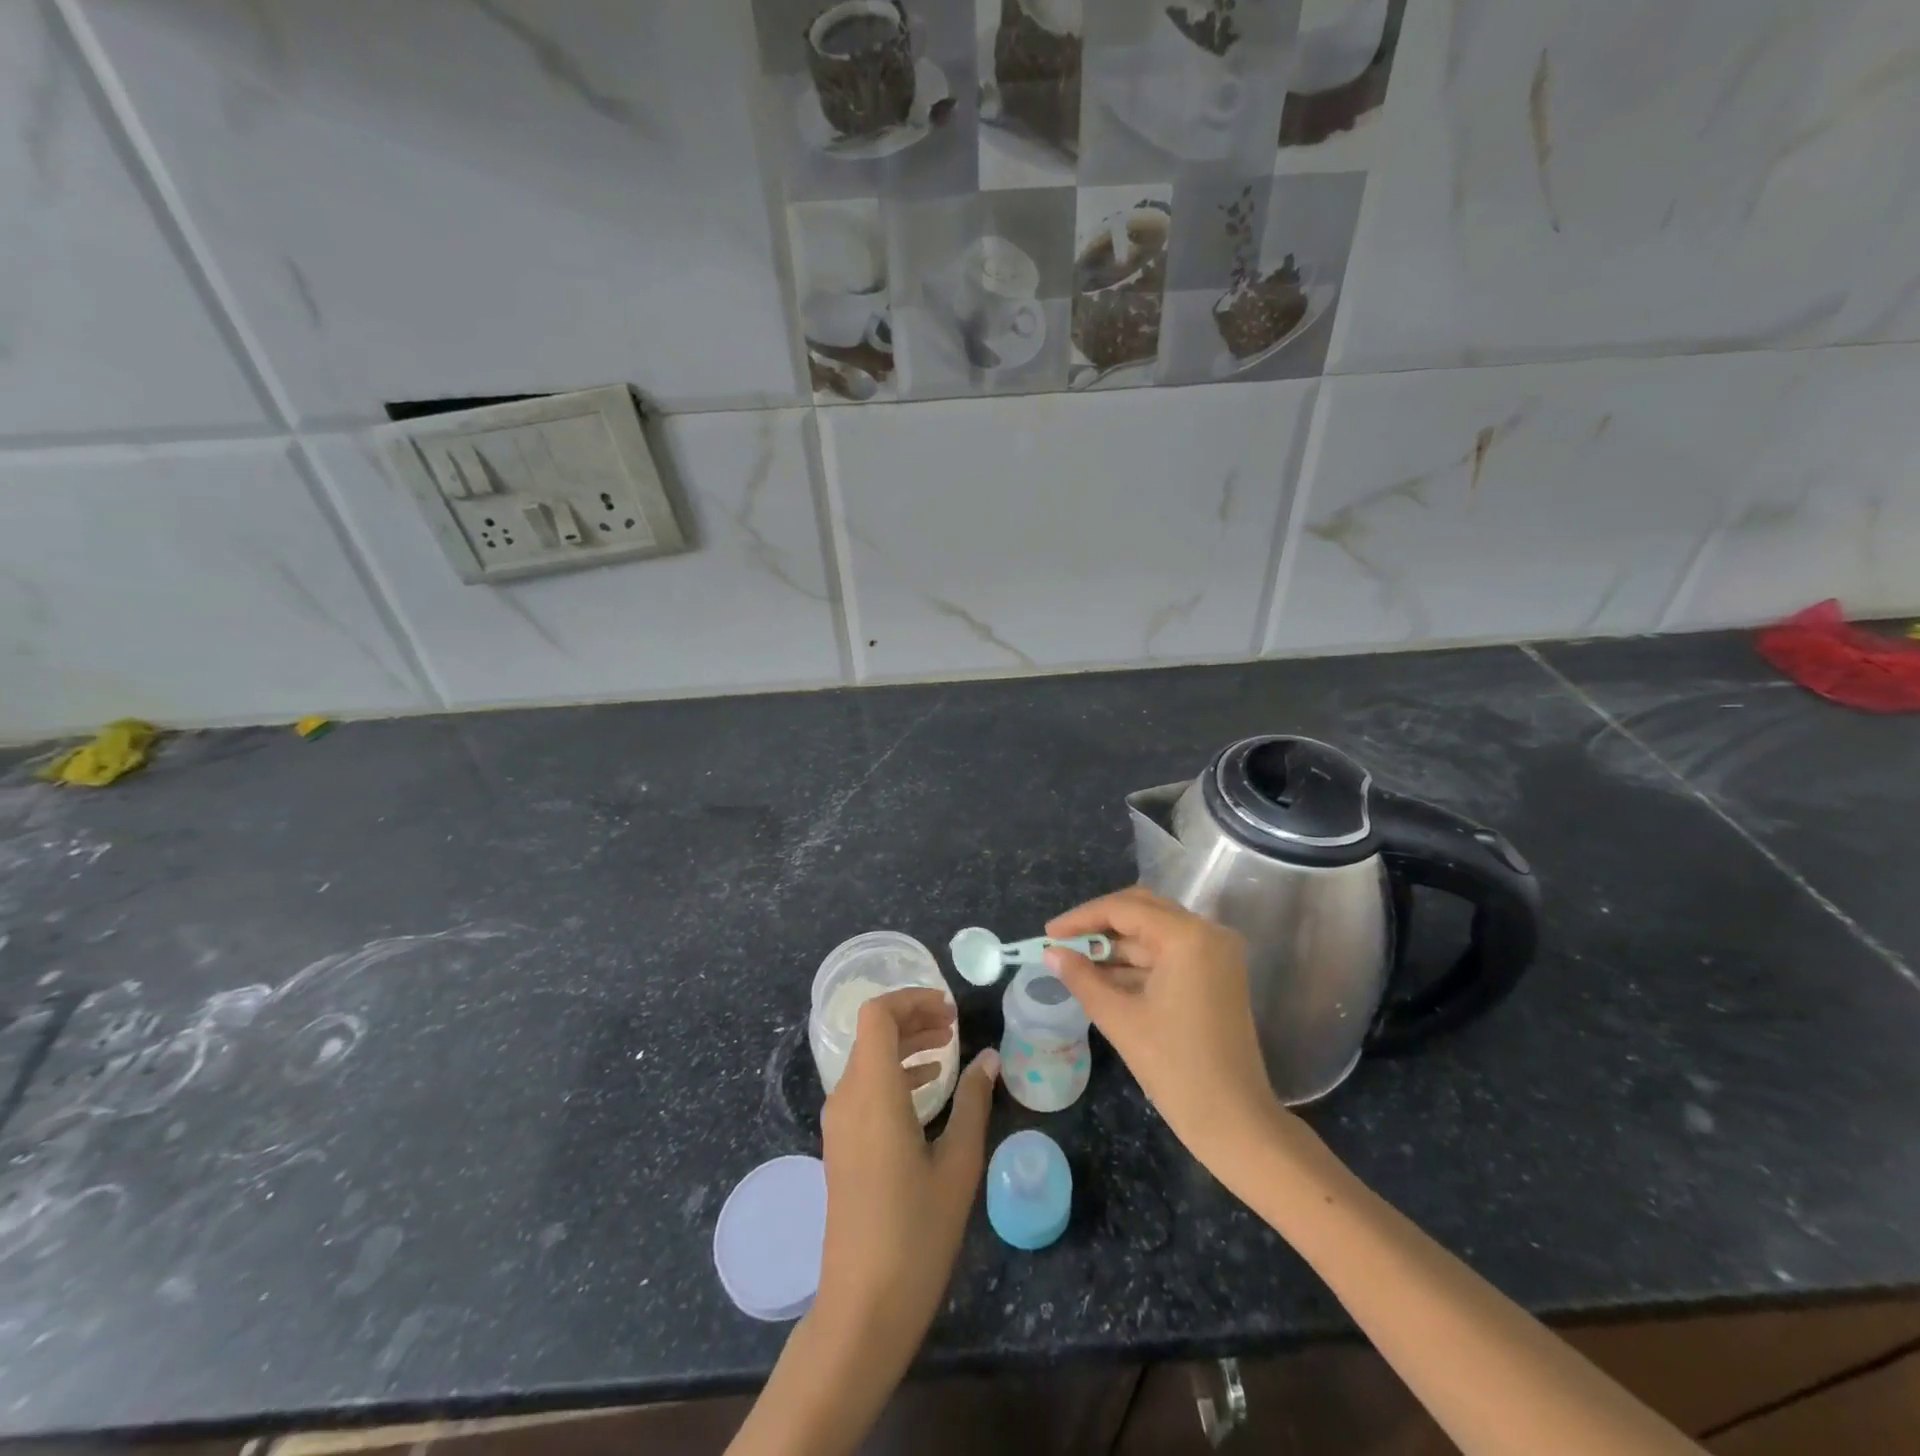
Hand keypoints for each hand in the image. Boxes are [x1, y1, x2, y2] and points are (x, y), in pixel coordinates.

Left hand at [816, 989, 997, 1352]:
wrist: (862, 1307)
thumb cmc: (917, 1233)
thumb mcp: (958, 1164)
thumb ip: (974, 1102)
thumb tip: (990, 1058)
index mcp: (872, 1092)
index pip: (877, 1015)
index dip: (911, 1000)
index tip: (949, 1009)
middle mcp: (847, 1097)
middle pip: (872, 1034)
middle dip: (913, 1019)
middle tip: (954, 1025)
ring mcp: (838, 1123)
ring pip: (868, 1059)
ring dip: (905, 1045)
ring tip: (947, 1049)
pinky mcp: (840, 1144)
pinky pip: (864, 1087)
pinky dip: (894, 1073)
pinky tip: (927, 1088)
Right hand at [1045, 886, 1280, 1168]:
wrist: (1236, 1122)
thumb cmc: (1176, 1068)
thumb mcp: (1120, 1019)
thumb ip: (1081, 978)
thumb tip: (1051, 952)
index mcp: (1186, 936)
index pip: (1123, 909)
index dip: (1081, 918)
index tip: (1049, 933)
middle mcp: (1207, 932)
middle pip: (1142, 910)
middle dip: (1099, 924)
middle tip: (1062, 941)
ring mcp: (1216, 953)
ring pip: (1155, 931)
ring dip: (1116, 944)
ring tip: (1075, 961)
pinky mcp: (1217, 974)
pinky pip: (1169, 953)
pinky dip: (1137, 962)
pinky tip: (1103, 977)